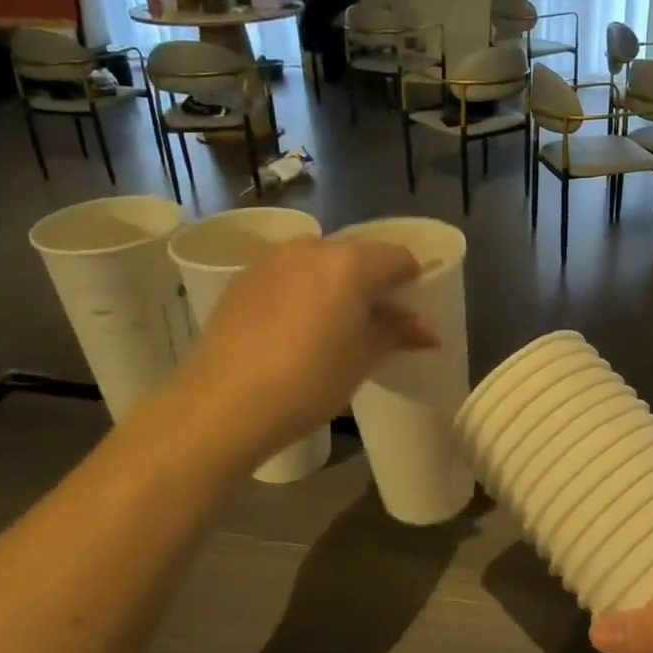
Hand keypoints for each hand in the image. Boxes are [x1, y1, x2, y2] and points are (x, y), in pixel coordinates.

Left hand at [164, 238, 437, 468]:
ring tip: (334, 329)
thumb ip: (398, 333)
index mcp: (349, 262)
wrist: (223, 405)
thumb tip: (429, 329)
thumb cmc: (309, 381)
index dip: (414, 281)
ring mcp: (271, 260)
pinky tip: (295, 331)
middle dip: (374, 284)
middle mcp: (311, 248)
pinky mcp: (242, 279)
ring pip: (320, 264)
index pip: (399, 257)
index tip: (414, 312)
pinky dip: (303, 293)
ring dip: (336, 287)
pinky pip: (288, 276)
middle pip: (358, 256)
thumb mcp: (363, 358)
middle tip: (376, 324)